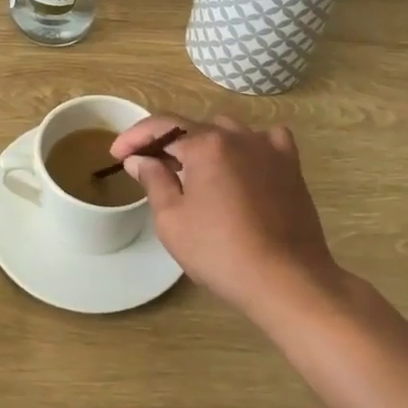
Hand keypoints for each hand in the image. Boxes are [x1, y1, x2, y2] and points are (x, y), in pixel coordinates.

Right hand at [112, 114, 342, 319]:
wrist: (286, 280)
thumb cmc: (220, 252)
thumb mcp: (172, 220)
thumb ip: (153, 180)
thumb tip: (140, 159)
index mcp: (206, 144)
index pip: (161, 126)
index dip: (134, 137)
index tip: (116, 154)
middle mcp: (238, 136)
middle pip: (194, 128)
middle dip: (167, 143)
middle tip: (149, 167)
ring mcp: (269, 148)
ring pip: (228, 131)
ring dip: (205, 144)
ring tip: (194, 170)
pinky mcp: (291, 167)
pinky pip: (267, 141)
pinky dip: (249, 146)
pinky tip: (243, 163)